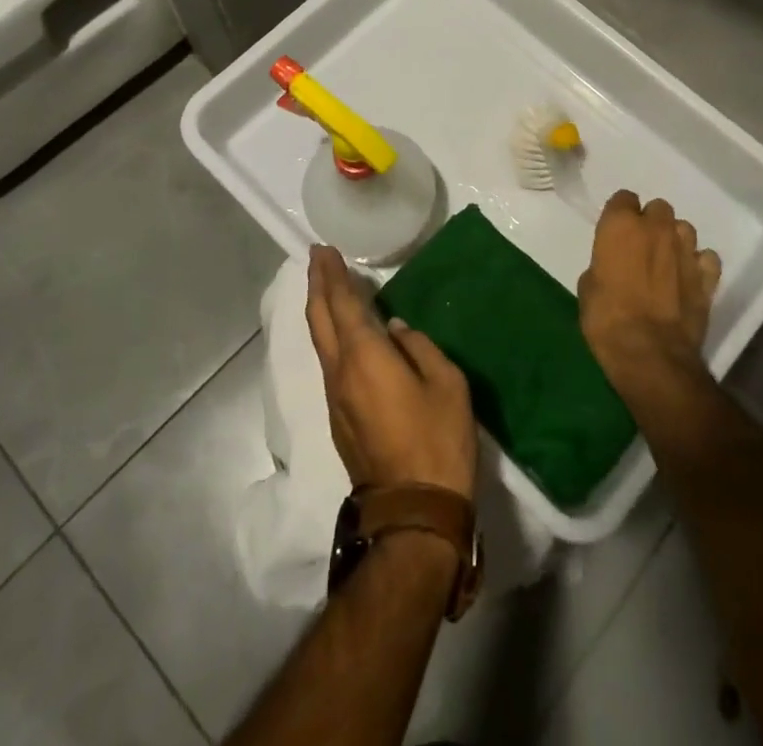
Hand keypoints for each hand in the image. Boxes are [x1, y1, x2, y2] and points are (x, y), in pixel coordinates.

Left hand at [306, 246, 476, 498]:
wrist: (413, 512)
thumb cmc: (437, 440)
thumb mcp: (446, 383)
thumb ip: (419, 347)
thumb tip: (394, 330)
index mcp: (364, 357)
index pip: (340, 304)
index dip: (331, 275)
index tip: (324, 250)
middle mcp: (340, 373)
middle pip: (319, 320)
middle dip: (316, 285)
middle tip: (317, 258)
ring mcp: (335, 399)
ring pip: (320, 343)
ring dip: (321, 310)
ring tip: (328, 288)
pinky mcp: (339, 419)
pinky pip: (329, 364)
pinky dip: (330, 336)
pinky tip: (343, 334)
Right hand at [578, 191, 721, 391]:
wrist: (650, 354)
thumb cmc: (607, 319)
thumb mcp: (588, 287)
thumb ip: (603, 264)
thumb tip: (612, 266)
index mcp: (621, 225)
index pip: (623, 198)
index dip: (619, 214)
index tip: (615, 232)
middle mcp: (656, 228)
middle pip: (658, 208)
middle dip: (651, 223)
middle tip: (641, 247)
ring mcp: (686, 250)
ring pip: (684, 229)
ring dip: (675, 240)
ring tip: (667, 263)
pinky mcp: (708, 276)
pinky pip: (706, 258)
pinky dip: (698, 265)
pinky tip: (689, 279)